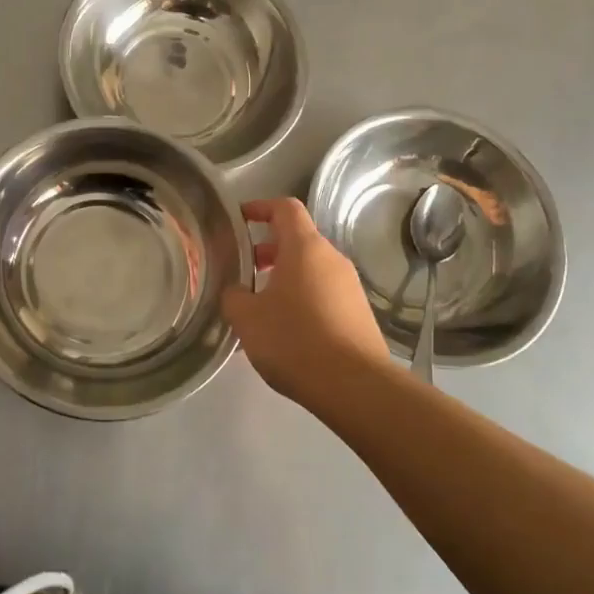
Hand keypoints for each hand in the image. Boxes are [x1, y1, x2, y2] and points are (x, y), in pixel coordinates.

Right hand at [222, 197, 390, 407]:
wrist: (355, 386)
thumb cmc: (295, 340)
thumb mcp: (247, 318)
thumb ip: (234, 296)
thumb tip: (236, 291)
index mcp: (305, 248)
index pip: (285, 208)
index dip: (260, 207)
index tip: (239, 218)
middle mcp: (332, 259)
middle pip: (298, 239)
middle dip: (268, 249)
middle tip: (244, 269)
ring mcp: (350, 287)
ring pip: (311, 269)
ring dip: (284, 277)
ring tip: (260, 305)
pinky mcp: (359, 313)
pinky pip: (324, 293)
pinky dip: (302, 298)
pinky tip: (286, 329)